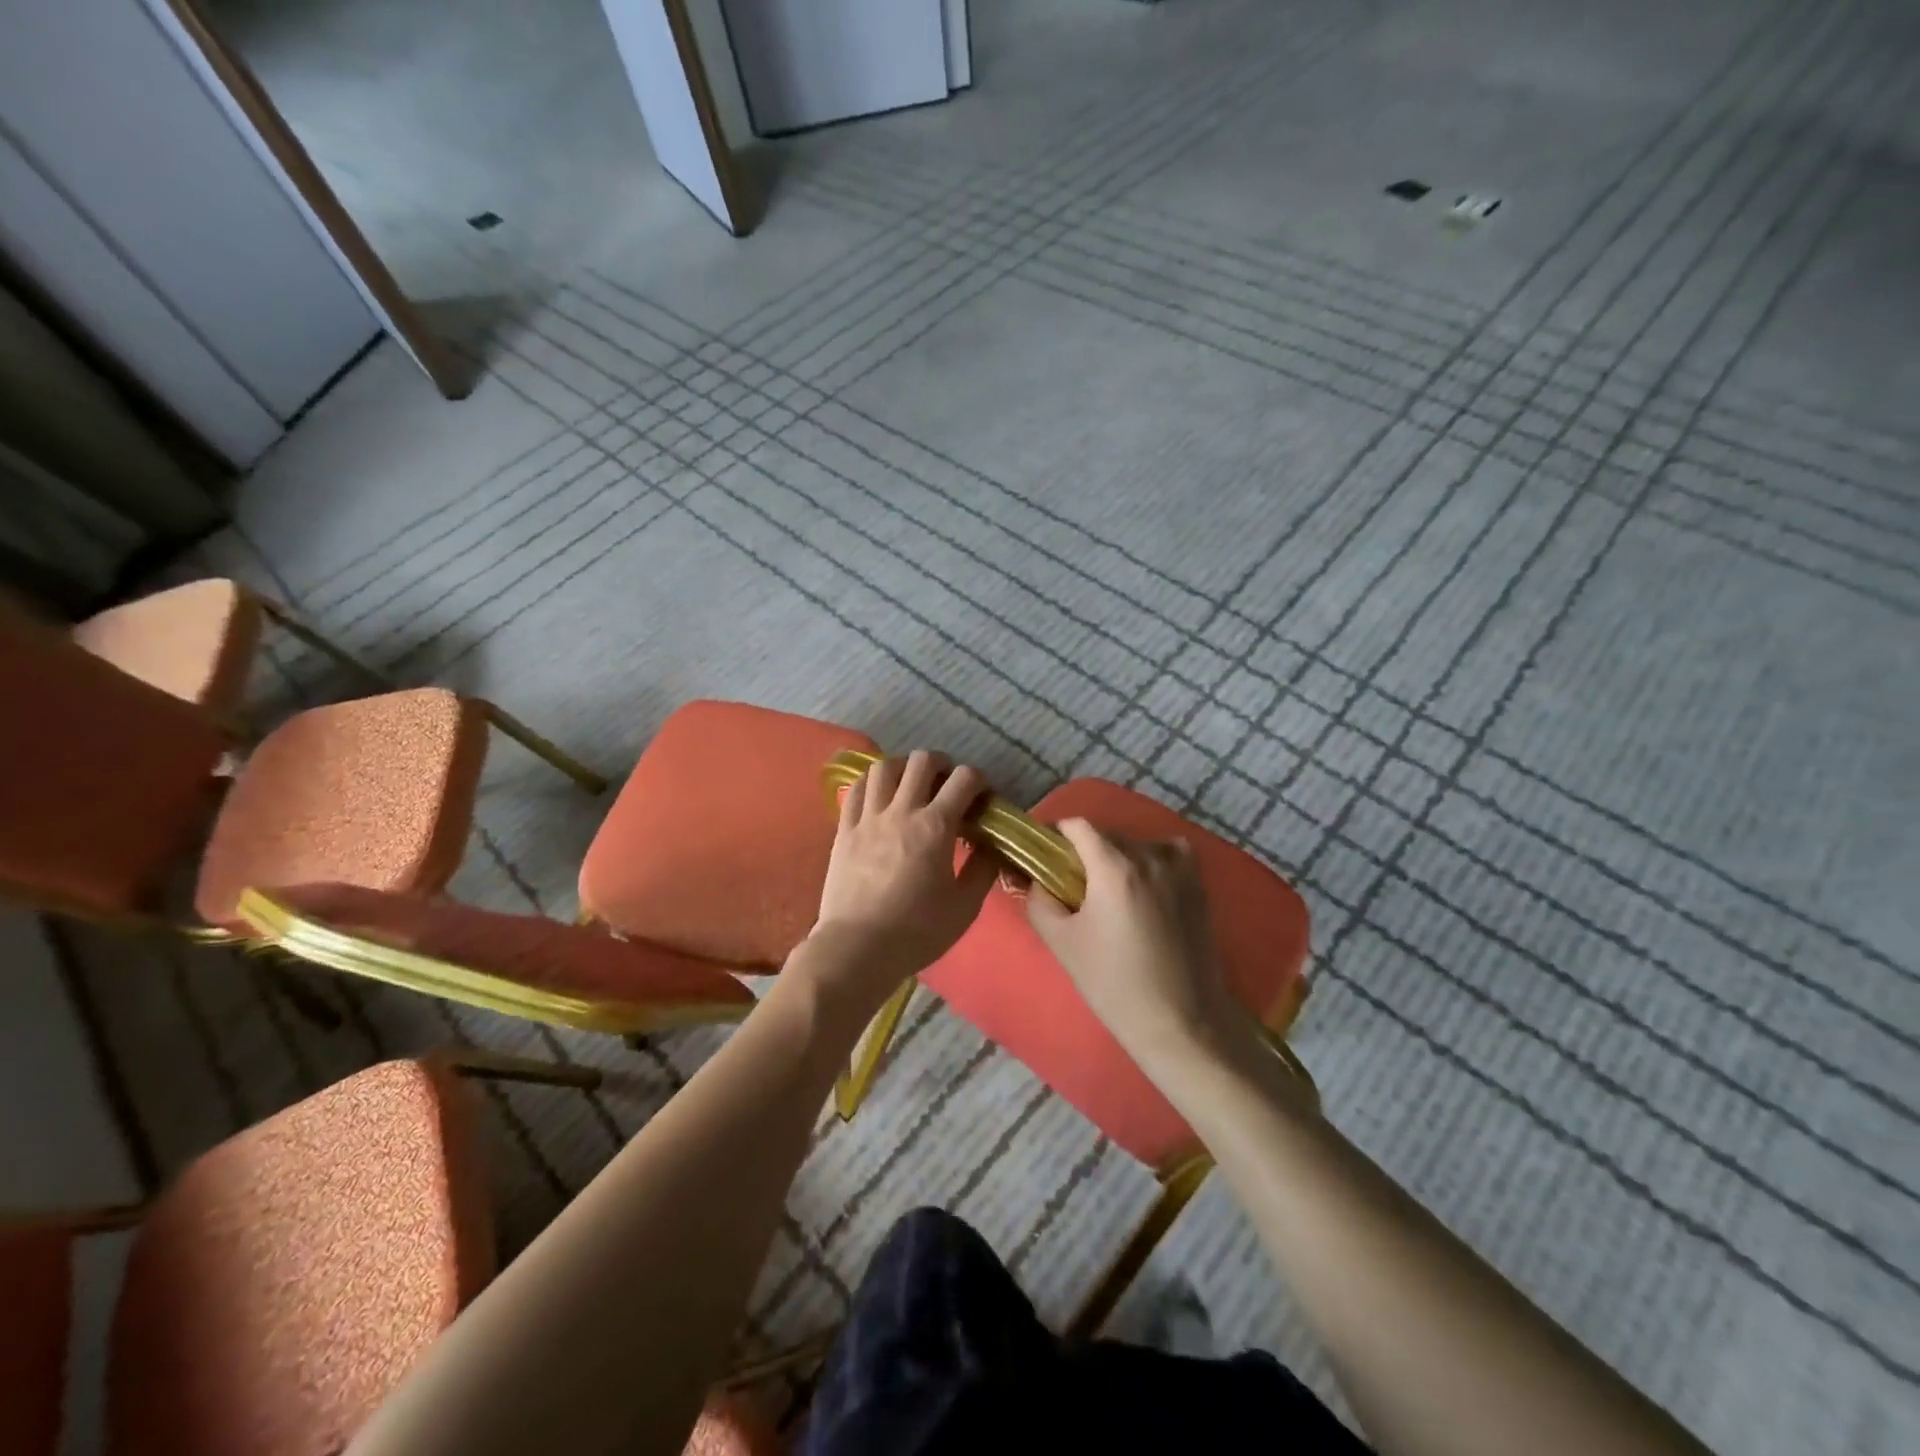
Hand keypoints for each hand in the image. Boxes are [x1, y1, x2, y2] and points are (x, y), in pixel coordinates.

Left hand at [805, 751, 997, 1009]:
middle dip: (941, 764)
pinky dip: (871, 782)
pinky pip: (855, 789)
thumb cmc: (917, 931)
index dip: (978, 779)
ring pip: (884, 767)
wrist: (858, 949)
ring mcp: (868, 818)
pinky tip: (878, 794)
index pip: (964, 779)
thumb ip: (983, 869)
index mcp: (936, 826)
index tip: (981, 796)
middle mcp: (902, 811)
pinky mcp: (844, 830)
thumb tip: (992, 844)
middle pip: (922, 761)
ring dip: (903, 767)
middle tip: (947, 782)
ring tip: (911, 782)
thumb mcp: (965, 906)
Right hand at [1025, 819, 1241, 1066]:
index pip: (1079, 826)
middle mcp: (1149, 857)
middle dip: (1086, 850)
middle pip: (1108, 835)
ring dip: (1120, 855)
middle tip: (1072, 881)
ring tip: (1111, 888)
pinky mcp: (1200, 888)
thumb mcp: (1061, 943)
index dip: (1057, 834)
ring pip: (1139, 844)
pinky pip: (1172, 854)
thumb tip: (1037, 880)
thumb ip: (1040, 901)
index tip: (1046, 854)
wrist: (1179, 1022)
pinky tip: (1147, 885)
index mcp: (1113, 867)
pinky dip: (1155, 858)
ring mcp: (1181, 870)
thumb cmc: (1113, 983)